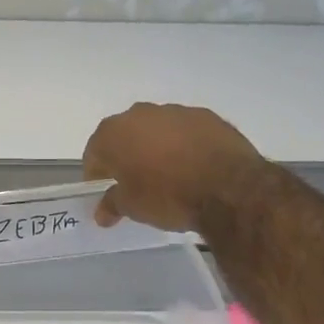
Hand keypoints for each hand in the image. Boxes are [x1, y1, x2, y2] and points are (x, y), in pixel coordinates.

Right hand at [83, 103, 267, 231]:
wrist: (229, 188)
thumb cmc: (167, 196)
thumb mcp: (133, 207)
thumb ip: (112, 204)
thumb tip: (102, 212)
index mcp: (114, 133)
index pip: (94, 153)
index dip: (97, 174)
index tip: (105, 192)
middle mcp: (140, 114)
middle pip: (124, 135)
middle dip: (126, 156)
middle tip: (135, 183)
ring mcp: (175, 111)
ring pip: (156, 130)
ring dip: (156, 148)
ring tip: (168, 175)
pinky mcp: (207, 116)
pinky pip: (185, 131)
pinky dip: (184, 145)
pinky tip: (194, 167)